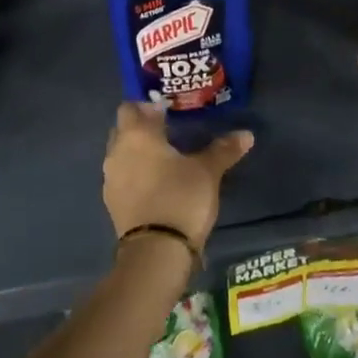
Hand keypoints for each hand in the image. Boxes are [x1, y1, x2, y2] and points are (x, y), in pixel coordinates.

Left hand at [102, 103, 252, 250]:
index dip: (148, 106)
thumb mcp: (207, 171)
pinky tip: (157, 183)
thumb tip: (246, 134)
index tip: (169, 111)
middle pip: (123, 129)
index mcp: (136, 135)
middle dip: (142, 127)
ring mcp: (111, 179)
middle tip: (169, 131)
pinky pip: (123, 178)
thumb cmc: (180, 197)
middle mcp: (116, 152)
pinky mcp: (112, 203)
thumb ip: (223, 149)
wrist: (156, 251)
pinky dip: (136, 175)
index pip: (131, 107)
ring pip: (121, 154)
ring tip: (166, 159)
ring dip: (138, 152)